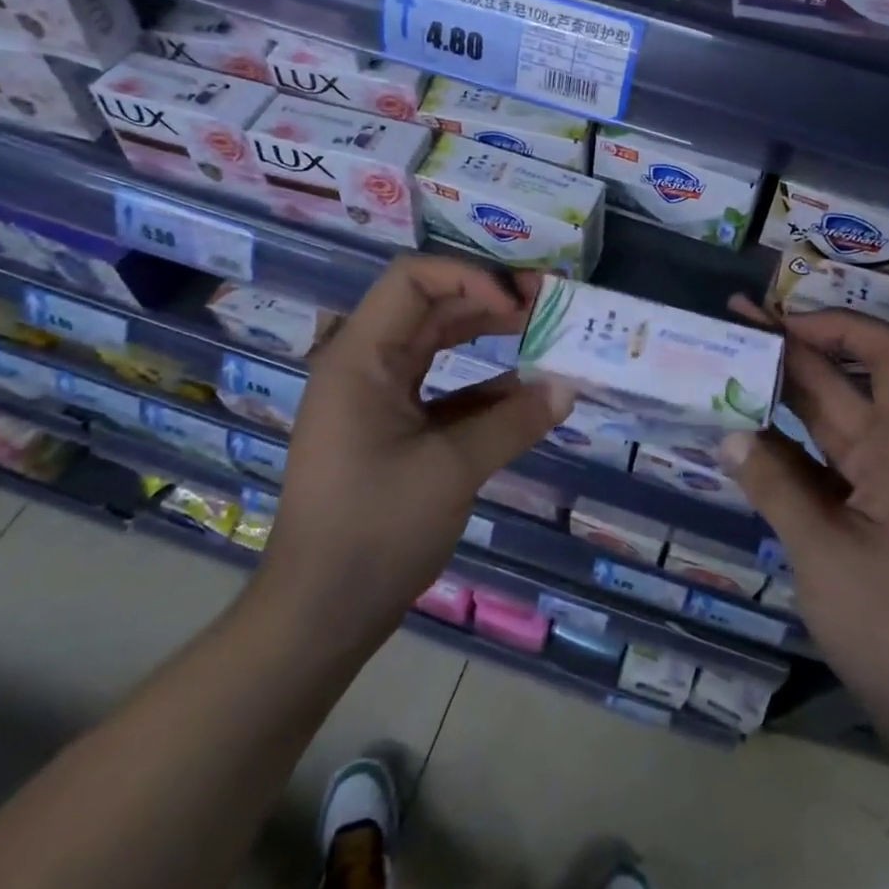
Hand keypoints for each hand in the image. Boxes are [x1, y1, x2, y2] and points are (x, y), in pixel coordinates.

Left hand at [258, 256, 573, 650]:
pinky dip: (482, 384)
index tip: (520, 303)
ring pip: (437, 344)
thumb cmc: (376, 530)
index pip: (413, 280)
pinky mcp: (392, 428)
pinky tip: (524, 391)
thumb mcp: (453, 469)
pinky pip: (442, 387)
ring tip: (543, 333)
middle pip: (431, 306)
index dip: (470, 276)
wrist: (321, 612)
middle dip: (490, 300)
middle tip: (550, 304)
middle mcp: (365, 365)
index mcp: (362, 359)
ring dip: (488, 336)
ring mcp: (377, 398)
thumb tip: (568, 388)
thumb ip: (514, 421)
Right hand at [719, 298, 888, 735]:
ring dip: (780, 393)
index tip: (781, 323)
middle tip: (730, 322)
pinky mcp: (860, 511)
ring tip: (724, 365)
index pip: (887, 354)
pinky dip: (781, 444)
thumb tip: (728, 434)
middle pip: (842, 382)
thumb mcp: (823, 552)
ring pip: (824, 419)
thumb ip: (774, 486)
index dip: (838, 325)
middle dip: (789, 348)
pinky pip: (816, 461)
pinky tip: (740, 433)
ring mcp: (876, 483)